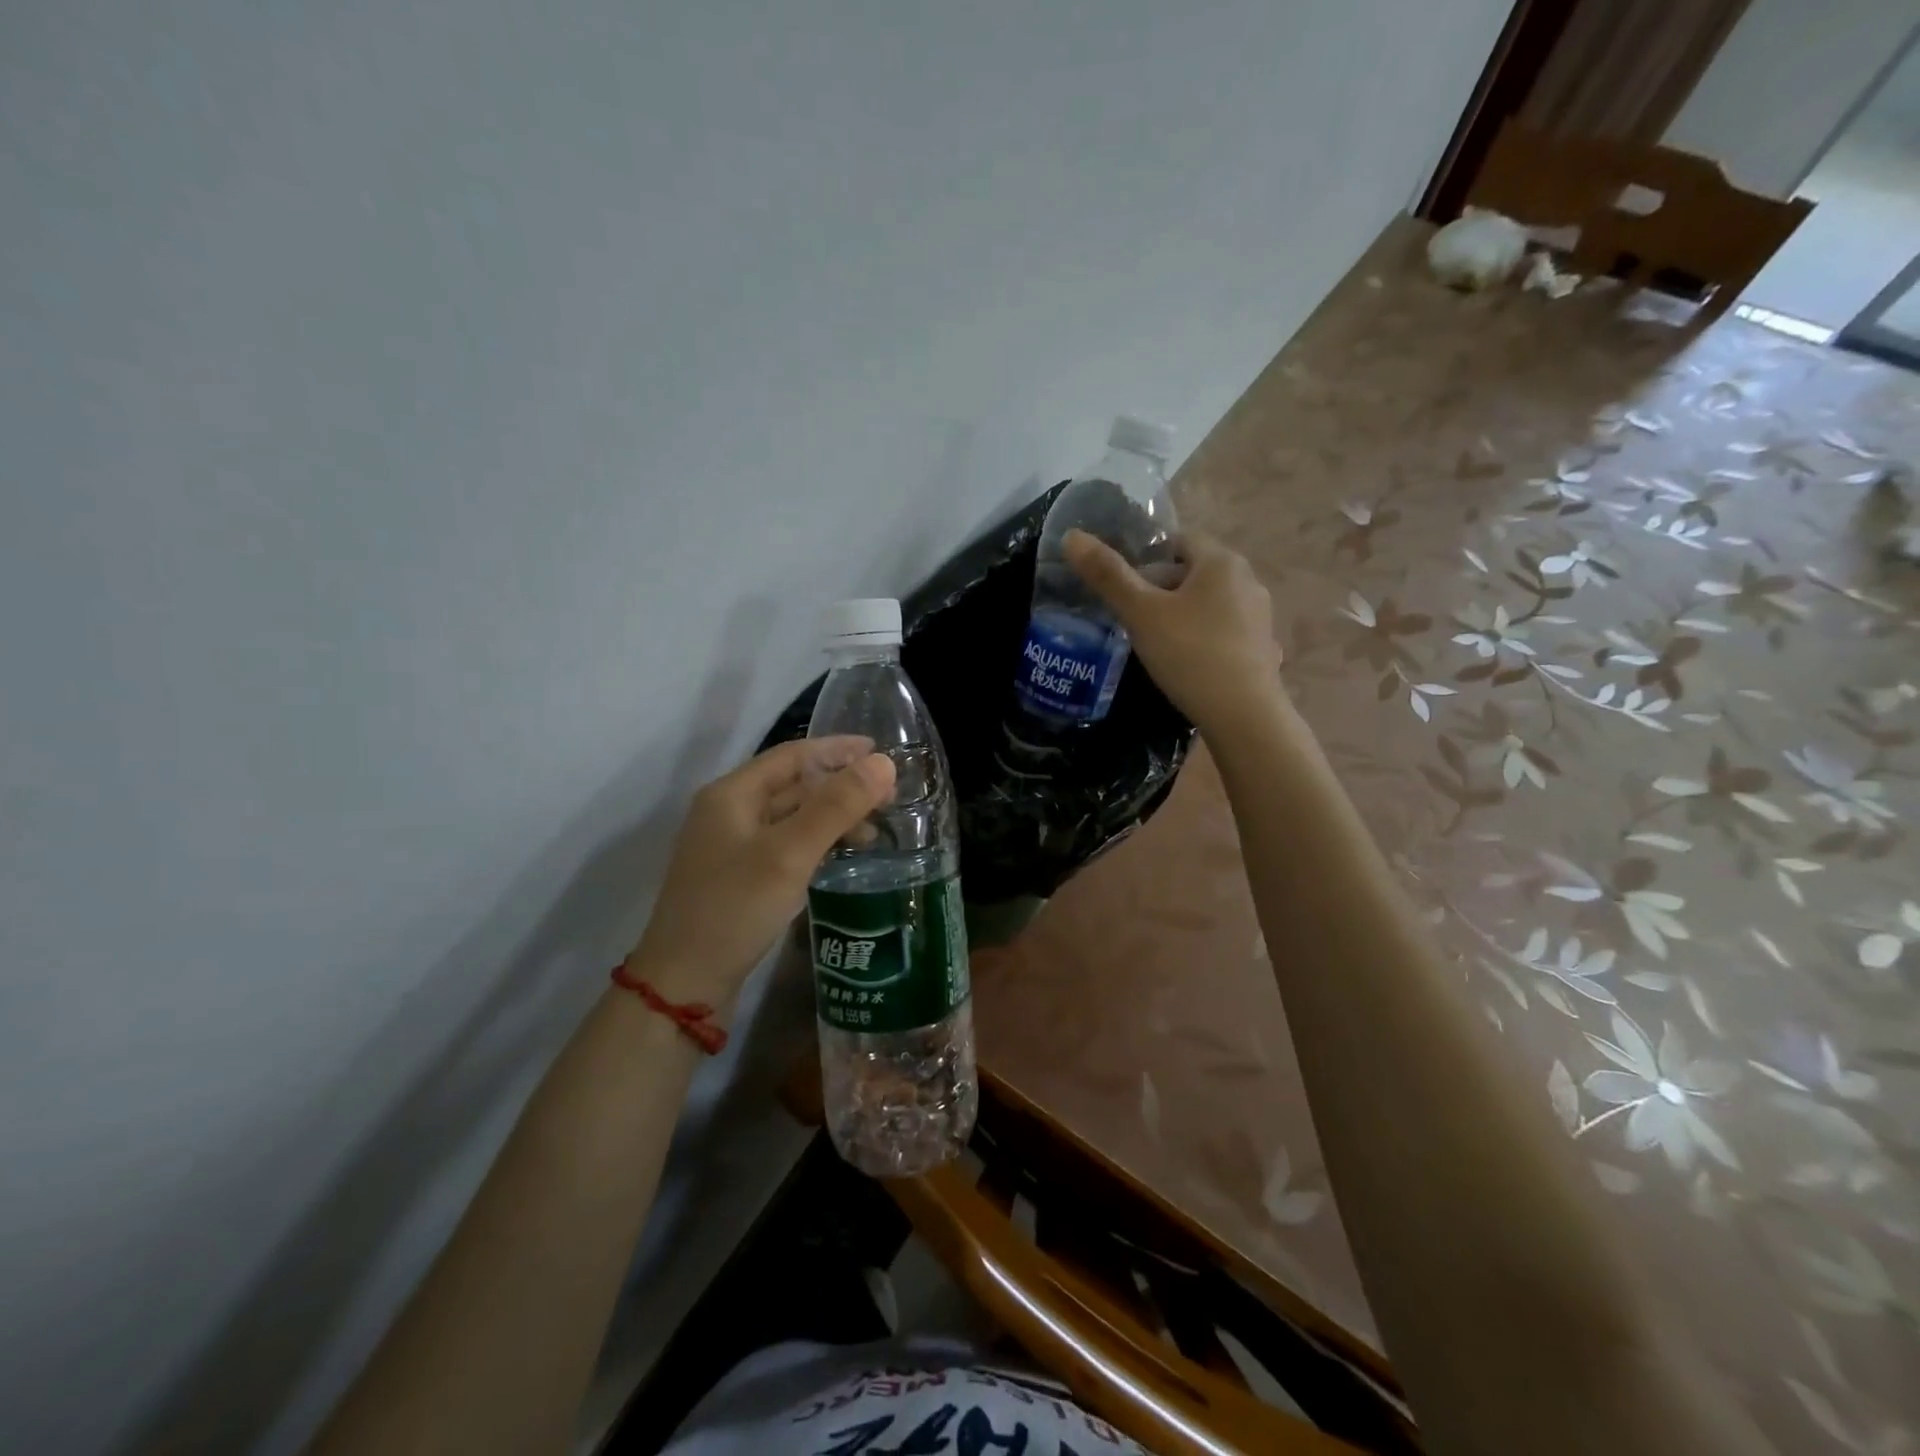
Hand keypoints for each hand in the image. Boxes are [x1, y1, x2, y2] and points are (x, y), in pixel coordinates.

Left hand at [627, 738, 895, 1005]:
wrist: (685, 985)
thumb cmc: (735, 908)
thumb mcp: (790, 853)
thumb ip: (837, 806)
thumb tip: (884, 763)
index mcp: (732, 794)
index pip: (792, 755)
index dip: (837, 750)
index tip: (880, 752)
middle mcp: (729, 812)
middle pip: (792, 785)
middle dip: (840, 786)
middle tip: (888, 796)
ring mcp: (732, 847)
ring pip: (792, 817)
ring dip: (832, 817)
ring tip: (873, 831)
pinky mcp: (740, 877)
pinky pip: (787, 845)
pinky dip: (817, 843)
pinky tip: (842, 856)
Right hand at [1065, 527, 1284, 737]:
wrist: (1243, 716)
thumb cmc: (1189, 654)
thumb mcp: (1141, 614)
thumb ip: (1107, 575)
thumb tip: (1072, 536)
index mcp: (1221, 562)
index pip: (1178, 541)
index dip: (1146, 558)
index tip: (1123, 586)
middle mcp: (1248, 580)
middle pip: (1194, 573)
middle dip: (1161, 589)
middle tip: (1131, 617)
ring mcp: (1260, 616)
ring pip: (1209, 604)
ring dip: (1181, 616)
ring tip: (1154, 643)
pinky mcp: (1263, 649)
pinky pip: (1223, 632)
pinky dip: (1202, 640)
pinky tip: (1185, 664)